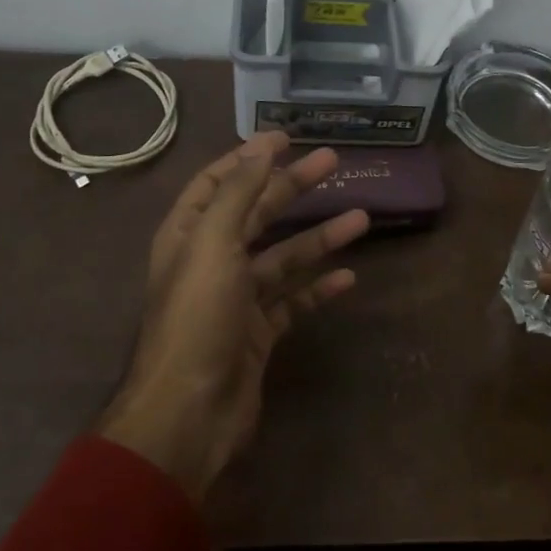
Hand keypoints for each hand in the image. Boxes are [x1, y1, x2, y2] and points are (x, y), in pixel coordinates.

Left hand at [98, 132, 369, 501]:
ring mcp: (236, 299)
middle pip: (257, 213)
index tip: (286, 138)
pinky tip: (348, 279)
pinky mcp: (258, 334)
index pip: (217, 182)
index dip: (249, 157)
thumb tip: (261, 146)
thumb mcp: (214, 244)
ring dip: (318, 238)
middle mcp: (211, 261)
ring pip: (282, 258)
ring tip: (362, 218)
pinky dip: (317, 289)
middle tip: (334, 163)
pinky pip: (292, 302)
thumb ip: (237, 193)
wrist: (189, 413)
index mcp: (189, 234)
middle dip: (293, 187)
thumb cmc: (197, 317)